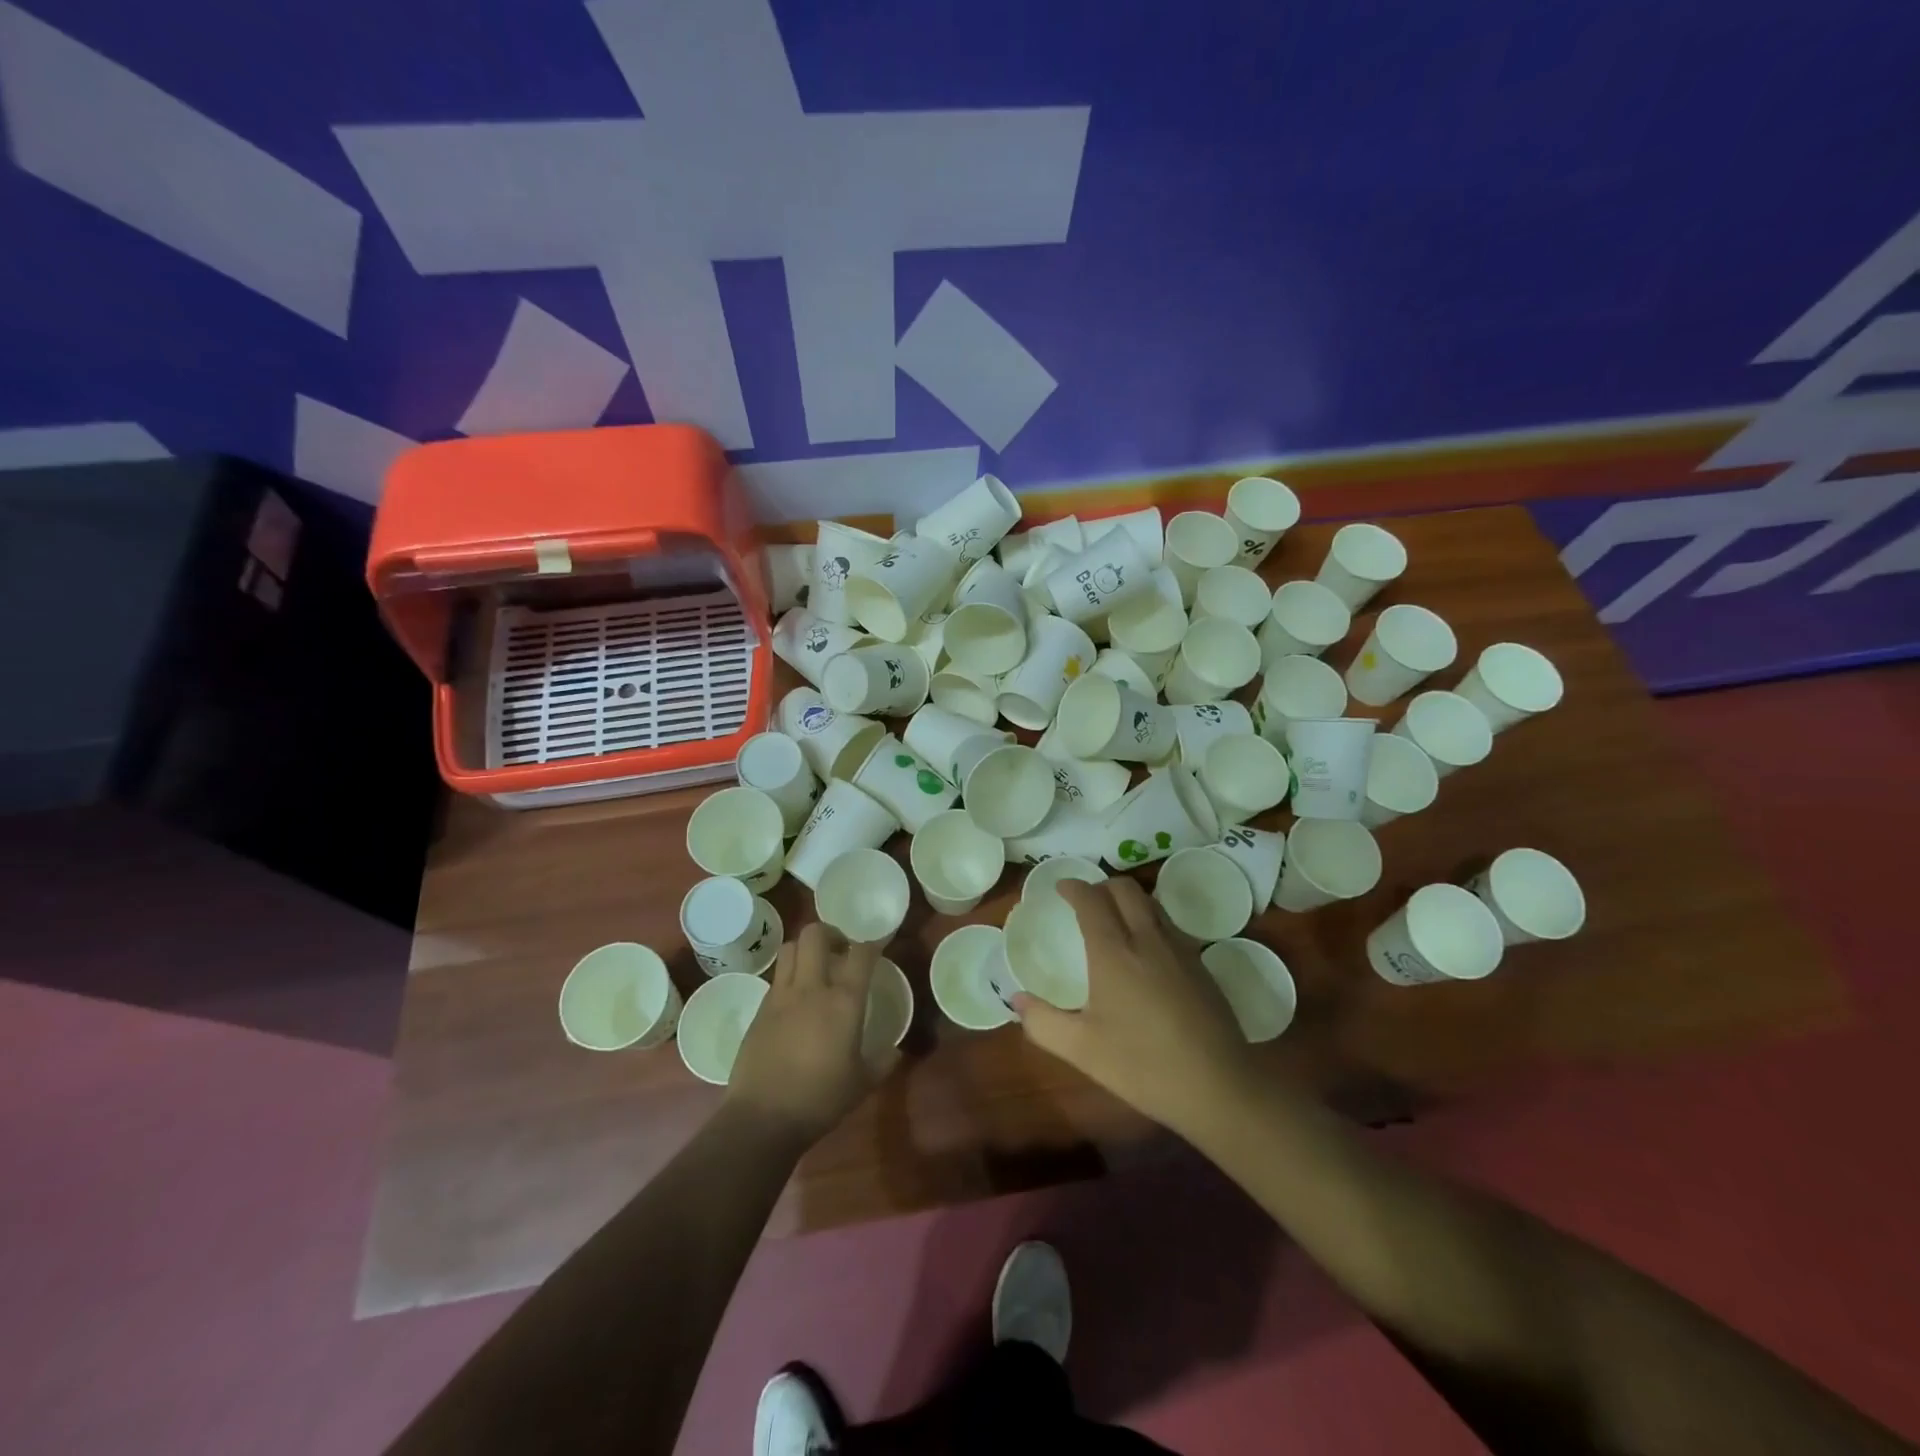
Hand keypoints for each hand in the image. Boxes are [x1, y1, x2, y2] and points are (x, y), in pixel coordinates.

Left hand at [725, 922, 897, 1144]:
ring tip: (815, 967)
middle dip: (831, 932)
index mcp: (843, 1002)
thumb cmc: (820, 1099)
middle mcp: (811, 988)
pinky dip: (788, 977)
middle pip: (815, 934)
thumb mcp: (861, 1084)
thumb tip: (895, 1051)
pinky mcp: (759, 1010)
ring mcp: (780, 996)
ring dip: (805, 949)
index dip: (871, 945)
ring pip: (790, 948)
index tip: (877, 949)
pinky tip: (795, 1000)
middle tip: (841, 949)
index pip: (861, 954)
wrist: (762, 1118)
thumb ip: (882, 1062)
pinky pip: (776, 978)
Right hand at [1015, 878, 1257, 1139]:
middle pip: (1125, 889)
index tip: (1061, 887)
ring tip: (1115, 919)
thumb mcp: (1082, 1050)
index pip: (1091, 900)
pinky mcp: (1201, 965)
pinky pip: (1170, 925)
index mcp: (1114, 952)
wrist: (1218, 1086)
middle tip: (1086, 901)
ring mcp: (1180, 949)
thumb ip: (1042, 1022)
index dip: (1074, 887)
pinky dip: (1150, 920)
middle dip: (1102, 886)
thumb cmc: (1142, 1065)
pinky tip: (1146, 951)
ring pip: (1151, 903)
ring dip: (1129, 900)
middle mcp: (1147, 939)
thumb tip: (1016, 1000)